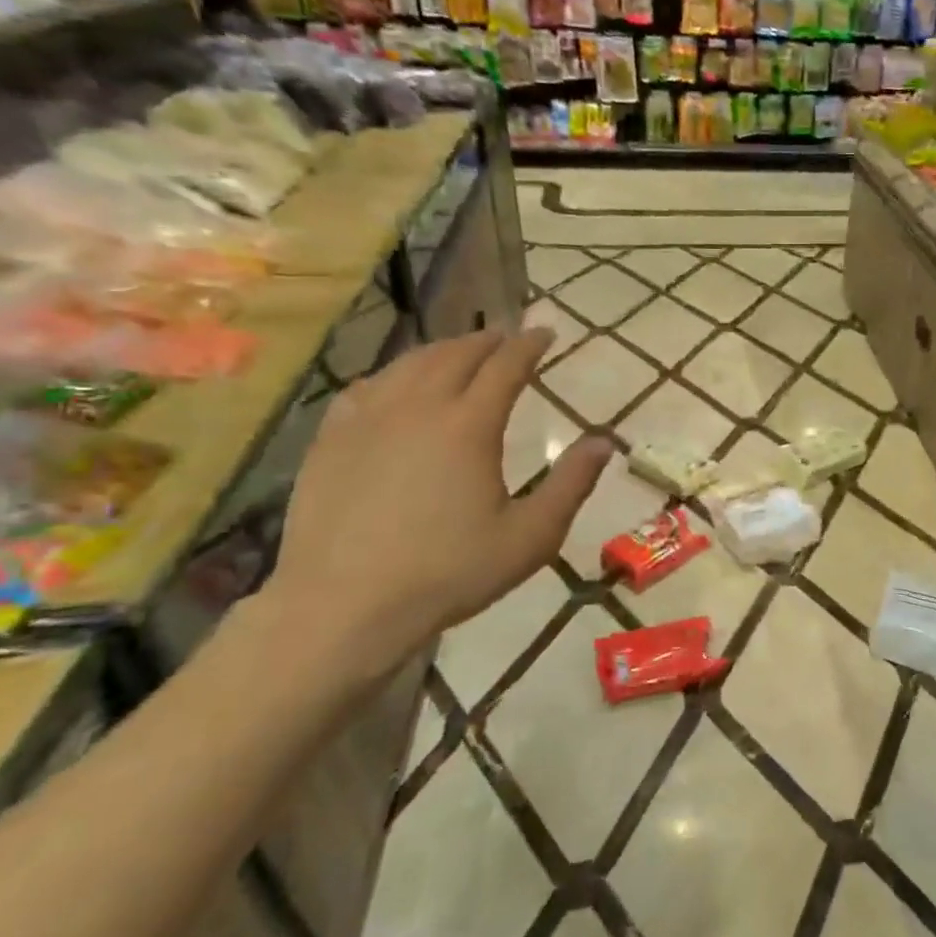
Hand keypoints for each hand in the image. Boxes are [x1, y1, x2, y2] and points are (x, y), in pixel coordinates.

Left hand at [264, 328, 609, 686]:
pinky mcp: (331, 439)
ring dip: (442, 350)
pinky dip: (394, 374)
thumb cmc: (449, 572)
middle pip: (456, 354)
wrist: (344, 605)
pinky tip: (396, 385)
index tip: (545, 332)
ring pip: (410, 364)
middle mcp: (419, 407)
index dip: (529, 344)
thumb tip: (604, 442)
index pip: (505, 366)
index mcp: (469, 425)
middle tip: (507, 337)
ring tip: (460, 352)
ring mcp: (368, 419)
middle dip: (487, 341)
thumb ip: (571, 484)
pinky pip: (367, 387)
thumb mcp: (530, 536)